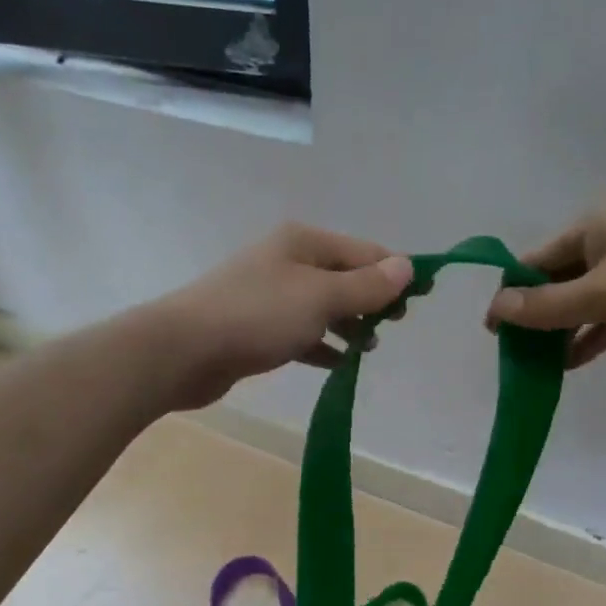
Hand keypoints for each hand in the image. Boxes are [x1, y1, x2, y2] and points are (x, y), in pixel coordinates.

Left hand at [156, 223, 413, 407]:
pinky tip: (339, 363)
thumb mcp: (321, 297)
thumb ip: (366, 286)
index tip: (422, 300)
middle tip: (394, 326)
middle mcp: (288, 262)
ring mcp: (270, 295)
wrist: (183, 351)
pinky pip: (302, 332)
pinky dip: (323, 345)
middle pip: (345, 277)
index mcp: (305, 242)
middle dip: (373, 300)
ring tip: (368, 348)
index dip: (396, 273)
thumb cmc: (258, 316)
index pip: (365, 252)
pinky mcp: (257, 328)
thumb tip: (407, 266)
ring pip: (324, 306)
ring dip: (350, 324)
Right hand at [486, 213, 605, 367]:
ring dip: (555, 334)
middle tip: (510, 354)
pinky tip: (565, 367)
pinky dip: (584, 342)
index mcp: (591, 232)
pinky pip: (601, 325)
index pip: (534, 262)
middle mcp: (604, 251)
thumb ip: (547, 306)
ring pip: (576, 307)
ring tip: (531, 366)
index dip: (510, 294)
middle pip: (553, 285)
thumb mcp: (602, 294)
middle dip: (532, 317)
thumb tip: (495, 310)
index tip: (492, 331)